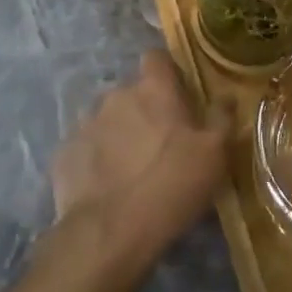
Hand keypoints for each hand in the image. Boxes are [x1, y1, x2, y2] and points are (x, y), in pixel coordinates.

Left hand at [50, 52, 226, 270]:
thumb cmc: (171, 186)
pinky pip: (86, 147)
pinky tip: (106, 186)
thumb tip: (226, 96)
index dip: (167, 73)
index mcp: (153, 89)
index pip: (157, 58)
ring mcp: (85, 123)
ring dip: (119, 133)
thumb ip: (221, 118)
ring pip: (107, 118)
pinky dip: (96, 159)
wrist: (109, 233)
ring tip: (130, 168)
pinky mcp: (65, 153)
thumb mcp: (215, 155)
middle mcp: (116, 96)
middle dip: (144, 109)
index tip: (178, 94)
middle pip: (132, 92)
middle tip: (160, 142)